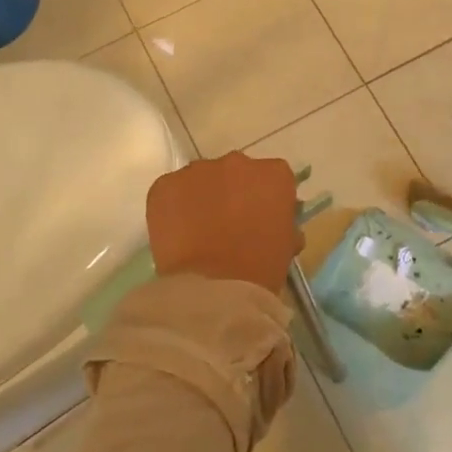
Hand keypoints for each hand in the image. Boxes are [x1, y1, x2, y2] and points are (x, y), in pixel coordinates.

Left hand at [146, 153, 303, 293]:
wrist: (214, 288)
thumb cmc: (260, 268)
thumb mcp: (286, 244)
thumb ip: (283, 221)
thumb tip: (273, 220)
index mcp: (274, 174)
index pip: (273, 177)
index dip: (266, 197)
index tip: (261, 216)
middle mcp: (238, 162)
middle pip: (236, 172)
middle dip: (234, 192)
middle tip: (229, 222)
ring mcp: (198, 171)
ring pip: (202, 179)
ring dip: (203, 197)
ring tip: (199, 229)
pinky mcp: (165, 185)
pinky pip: (171, 190)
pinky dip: (174, 206)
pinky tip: (177, 232)